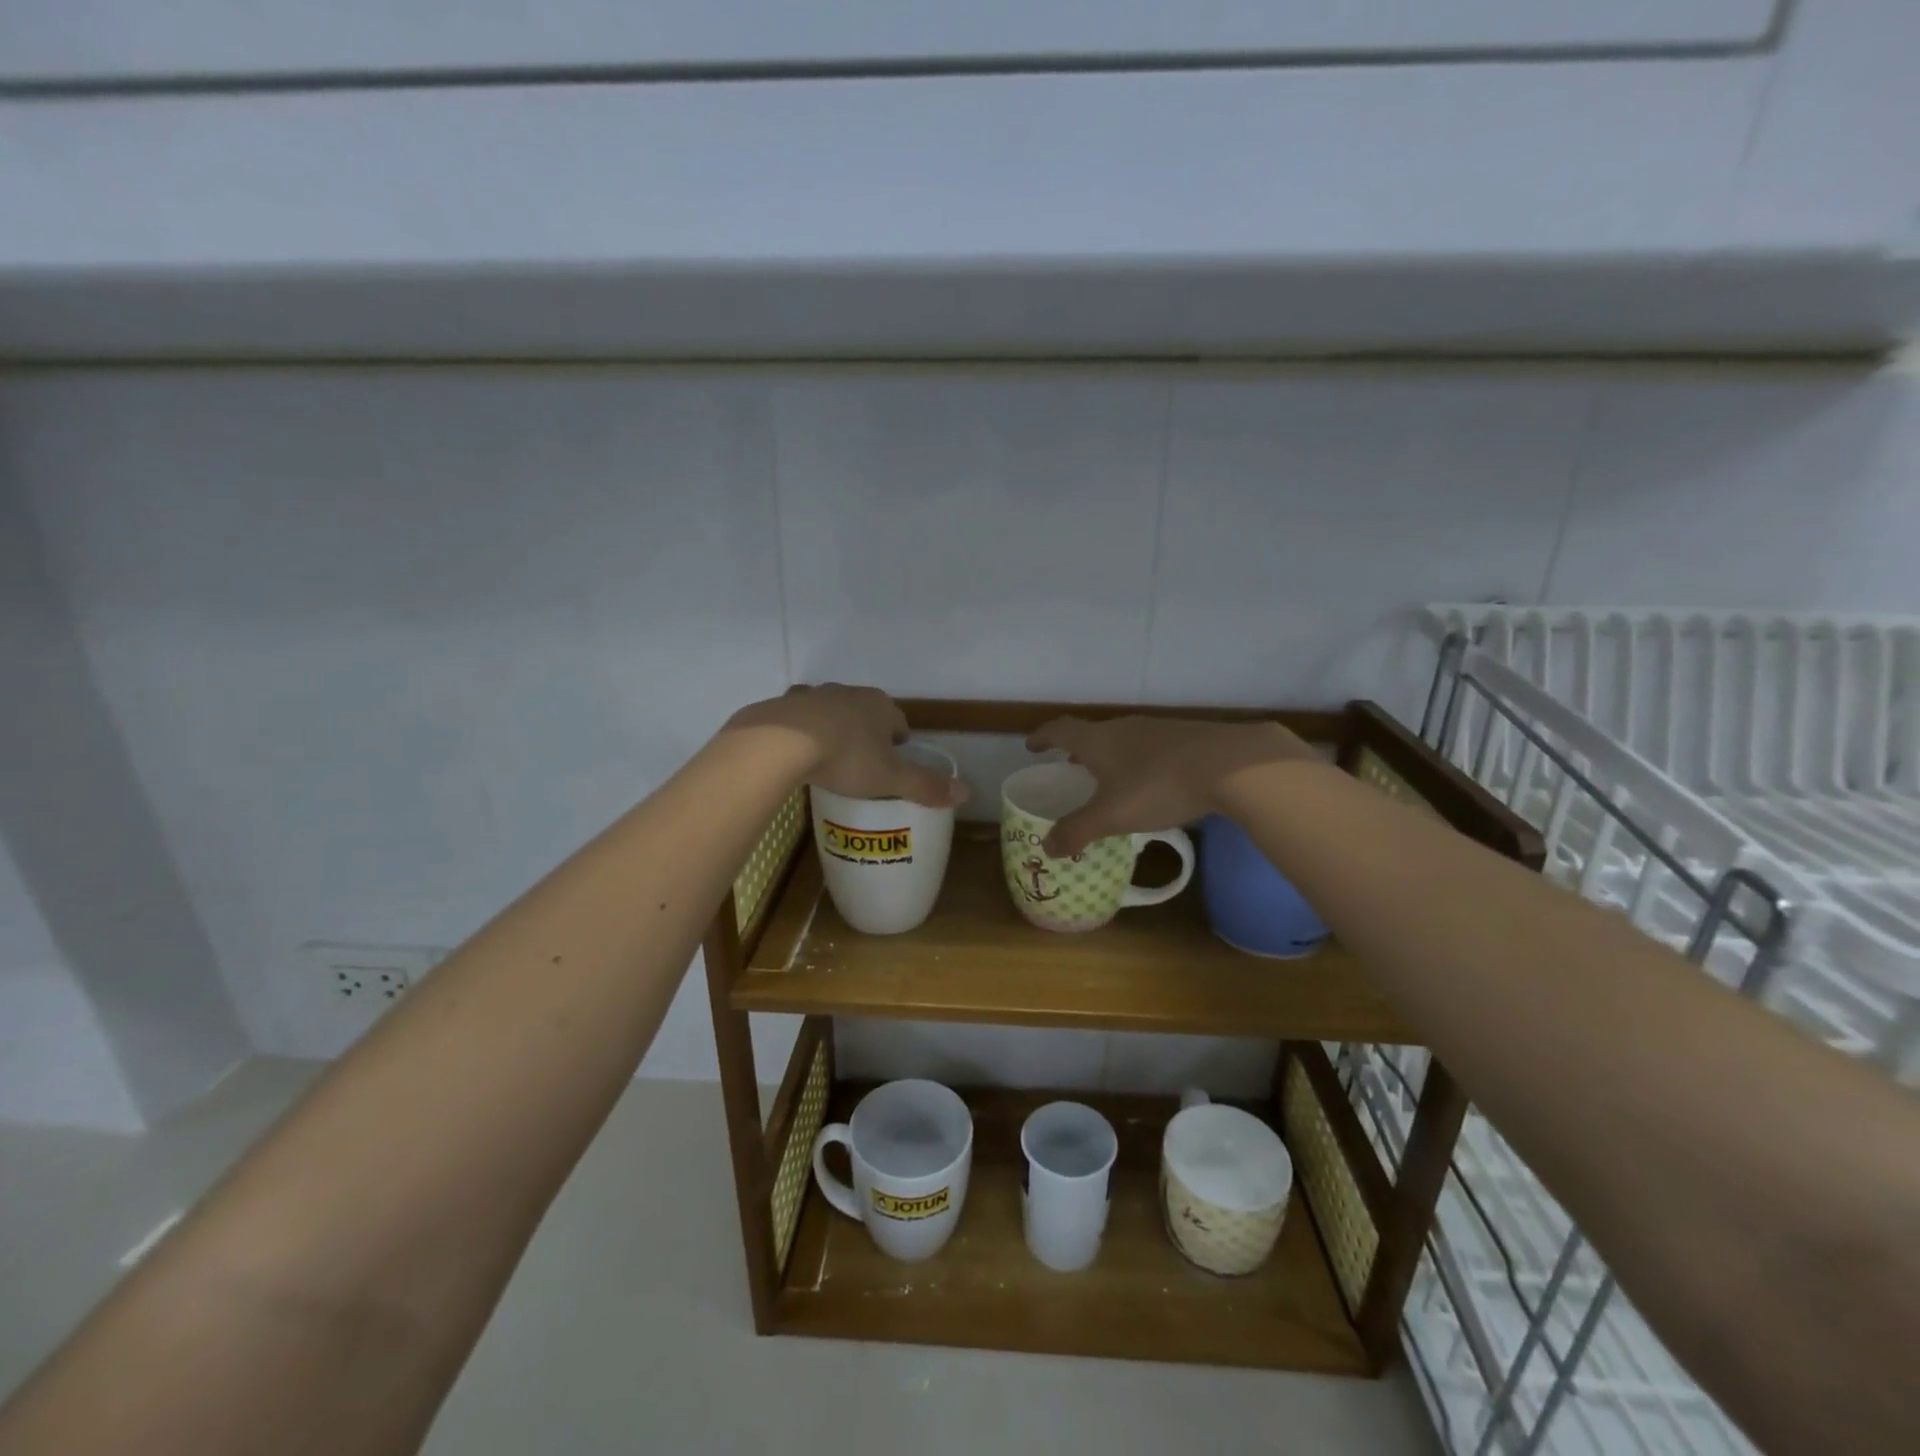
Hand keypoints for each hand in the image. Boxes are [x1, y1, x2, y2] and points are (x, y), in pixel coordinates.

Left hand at [727, 685, 967, 807]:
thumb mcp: (890, 778)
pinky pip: (797, 716)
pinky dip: (800, 728)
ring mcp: (813, 695)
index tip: (894, 758)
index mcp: (880, 706)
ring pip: (831, 709)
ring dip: (833, 726)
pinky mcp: (783, 704)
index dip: (899, 740)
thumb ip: (925, 786)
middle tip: (863, 760)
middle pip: (865, 711)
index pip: (898, 720)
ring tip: (829, 754)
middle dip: (867, 730)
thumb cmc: (845, 758)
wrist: (780, 743)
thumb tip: (966, 792)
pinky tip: (795, 749)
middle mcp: (849, 693)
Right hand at [1025, 715, 1312, 856]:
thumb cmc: (1158, 786)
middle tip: (1070, 766)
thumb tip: (1047, 846)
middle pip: (1093, 734)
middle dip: (1078, 750)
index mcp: (1098, 740)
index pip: (1060, 730)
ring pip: (1123, 740)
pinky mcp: (1187, 738)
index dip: (1043, 737)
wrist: (1232, 765)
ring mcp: (1158, 730)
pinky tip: (1152, 781)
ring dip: (1110, 755)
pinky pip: (1150, 748)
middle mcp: (1124, 728)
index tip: (1031, 745)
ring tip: (1109, 777)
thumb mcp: (1112, 816)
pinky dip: (1138, 762)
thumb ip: (1077, 831)